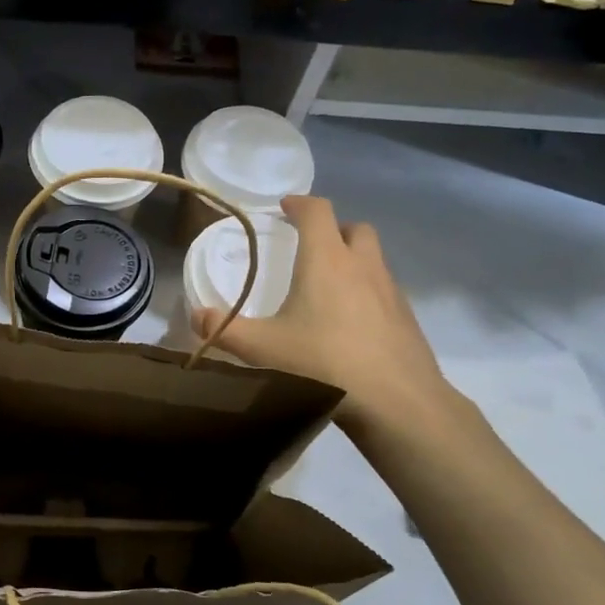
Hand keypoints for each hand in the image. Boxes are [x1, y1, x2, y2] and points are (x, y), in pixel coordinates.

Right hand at [192, 195, 451, 434]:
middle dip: (333, 230)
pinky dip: (368, 292)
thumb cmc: (324, 363)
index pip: (317, 211)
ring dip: (353, 260)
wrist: (396, 401)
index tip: (285, 207)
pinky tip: (352, 324)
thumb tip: (197, 317)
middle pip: (354, 228)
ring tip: (329, 288)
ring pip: (374, 258)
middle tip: (311, 247)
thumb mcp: (263, 348)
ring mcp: (391, 291)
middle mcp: (362, 265)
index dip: (300, 203)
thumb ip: (225, 330)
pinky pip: (385, 290)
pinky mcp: (407, 317)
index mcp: (326, 260)